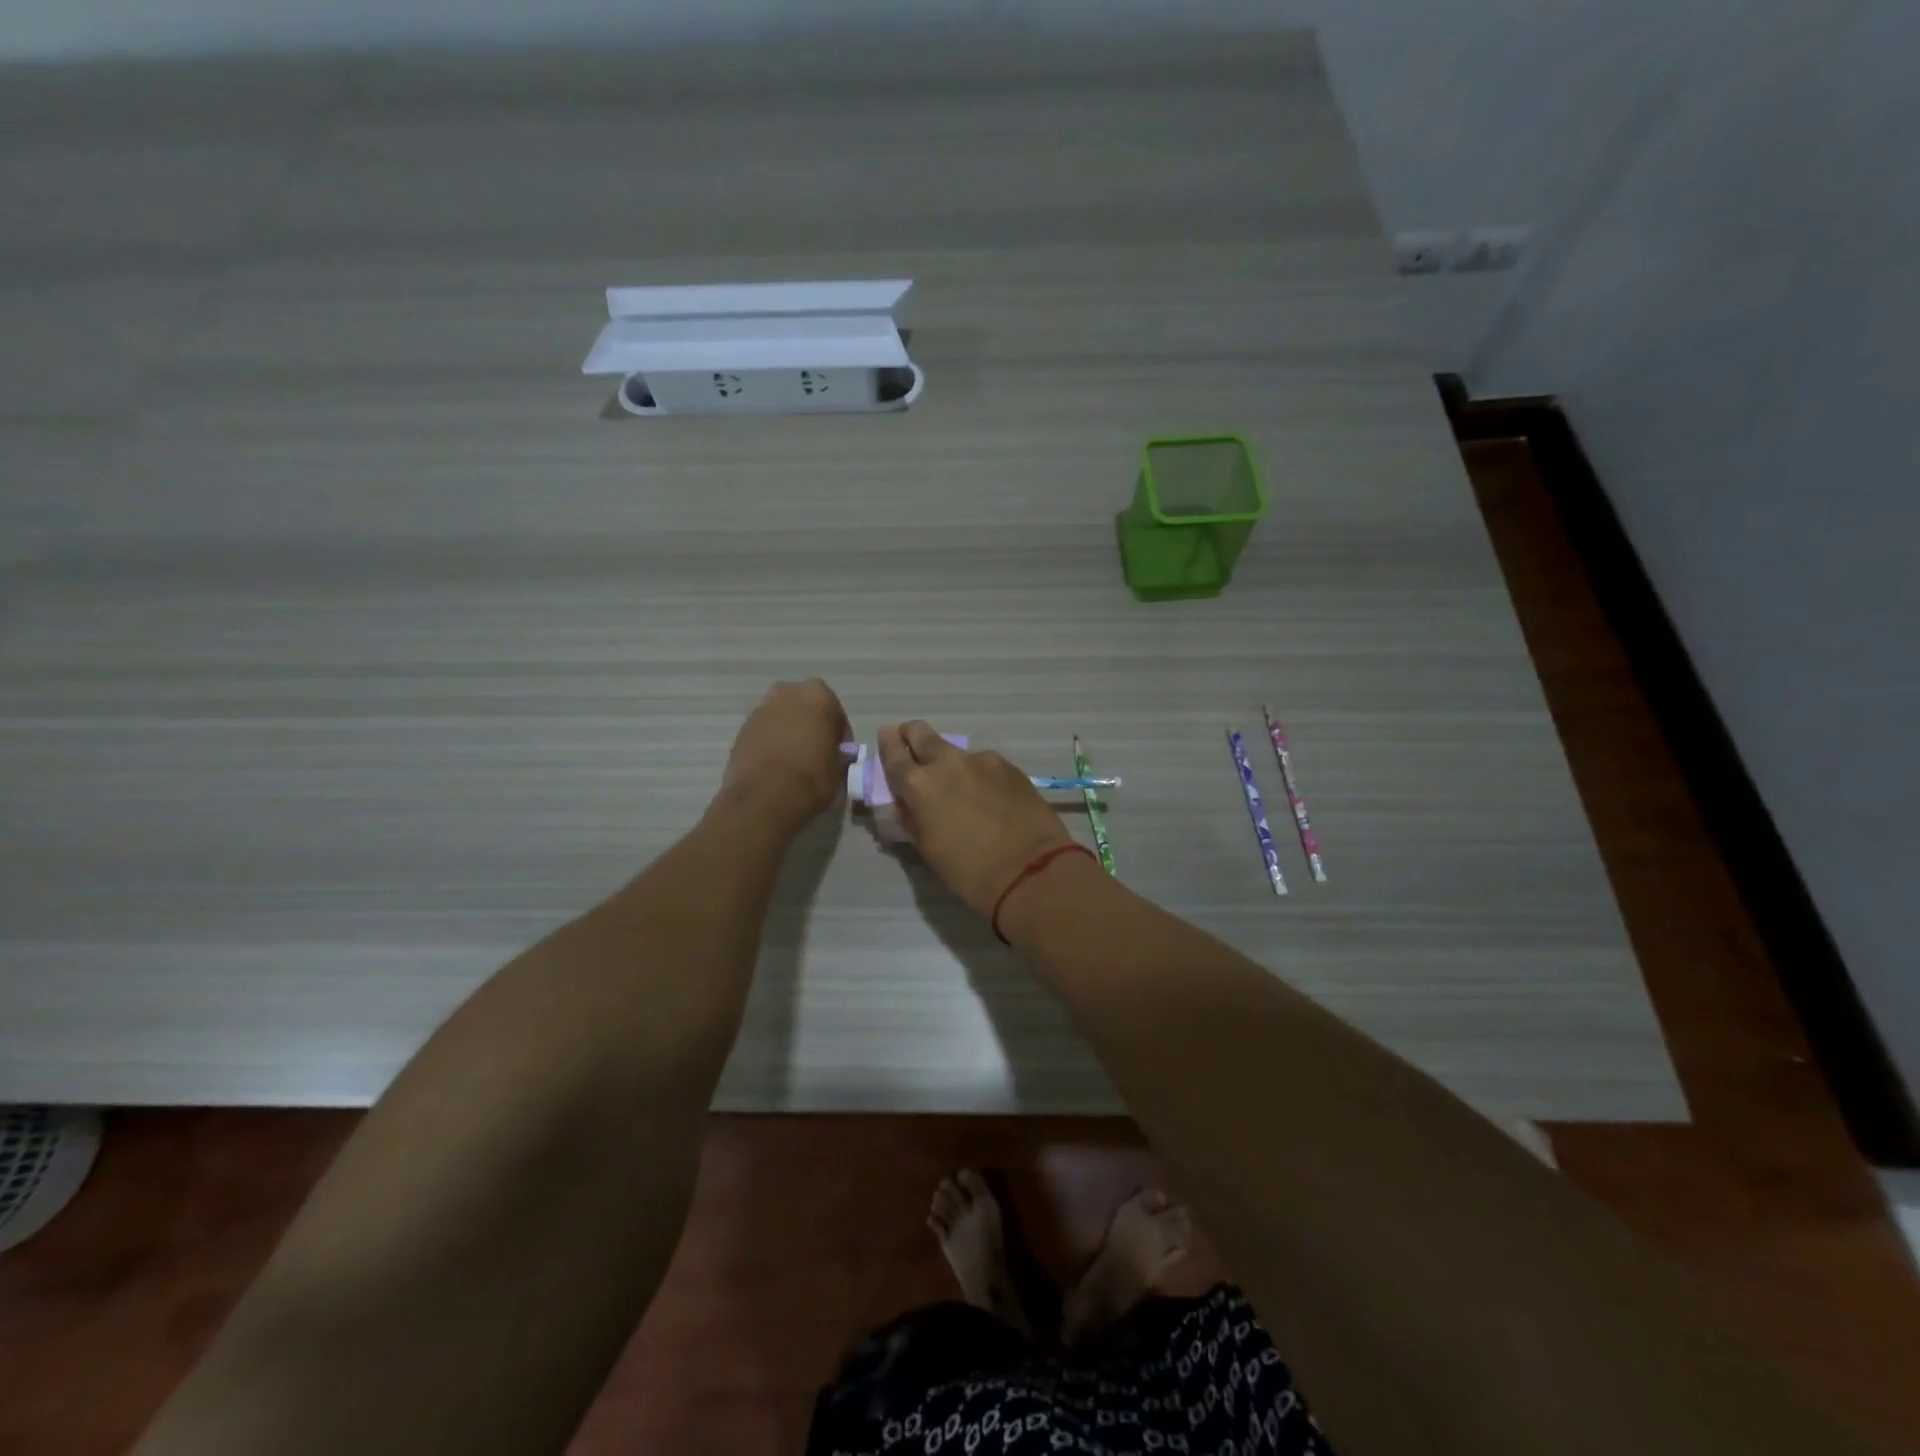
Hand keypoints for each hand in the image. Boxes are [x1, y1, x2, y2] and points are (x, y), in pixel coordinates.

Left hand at [719, 679, 851, 831]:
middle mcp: (787, 693)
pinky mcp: (741, 730)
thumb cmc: (812, 776)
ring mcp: (760, 710)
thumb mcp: (841, 766)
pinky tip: (775, 766)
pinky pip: (763, 733)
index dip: (839, 735)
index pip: (836, 712)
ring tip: (793, 761)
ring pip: (781, 718)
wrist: (765, 797)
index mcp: (818, 695)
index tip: (839, 754)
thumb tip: (833, 754)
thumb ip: (839, 752)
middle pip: (804, 707)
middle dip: (810, 725)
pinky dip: (770, 743)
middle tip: (815, 751)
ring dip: (788, 732)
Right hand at [877, 721, 1072, 917]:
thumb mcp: (927, 849)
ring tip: (961, 789)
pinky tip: (989, 797)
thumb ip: (911, 817)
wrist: (1030, 871)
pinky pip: (985, 764)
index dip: (888, 743)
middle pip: (922, 732)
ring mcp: (982, 760)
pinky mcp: (1009, 766)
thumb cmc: (969, 871)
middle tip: (915, 751)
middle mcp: (947, 762)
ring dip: (951, 763)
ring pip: (956, 751)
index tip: (886, 737)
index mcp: (919, 784)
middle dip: (913, 737)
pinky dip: (980, 775)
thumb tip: (906, 803)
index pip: (894, 752)